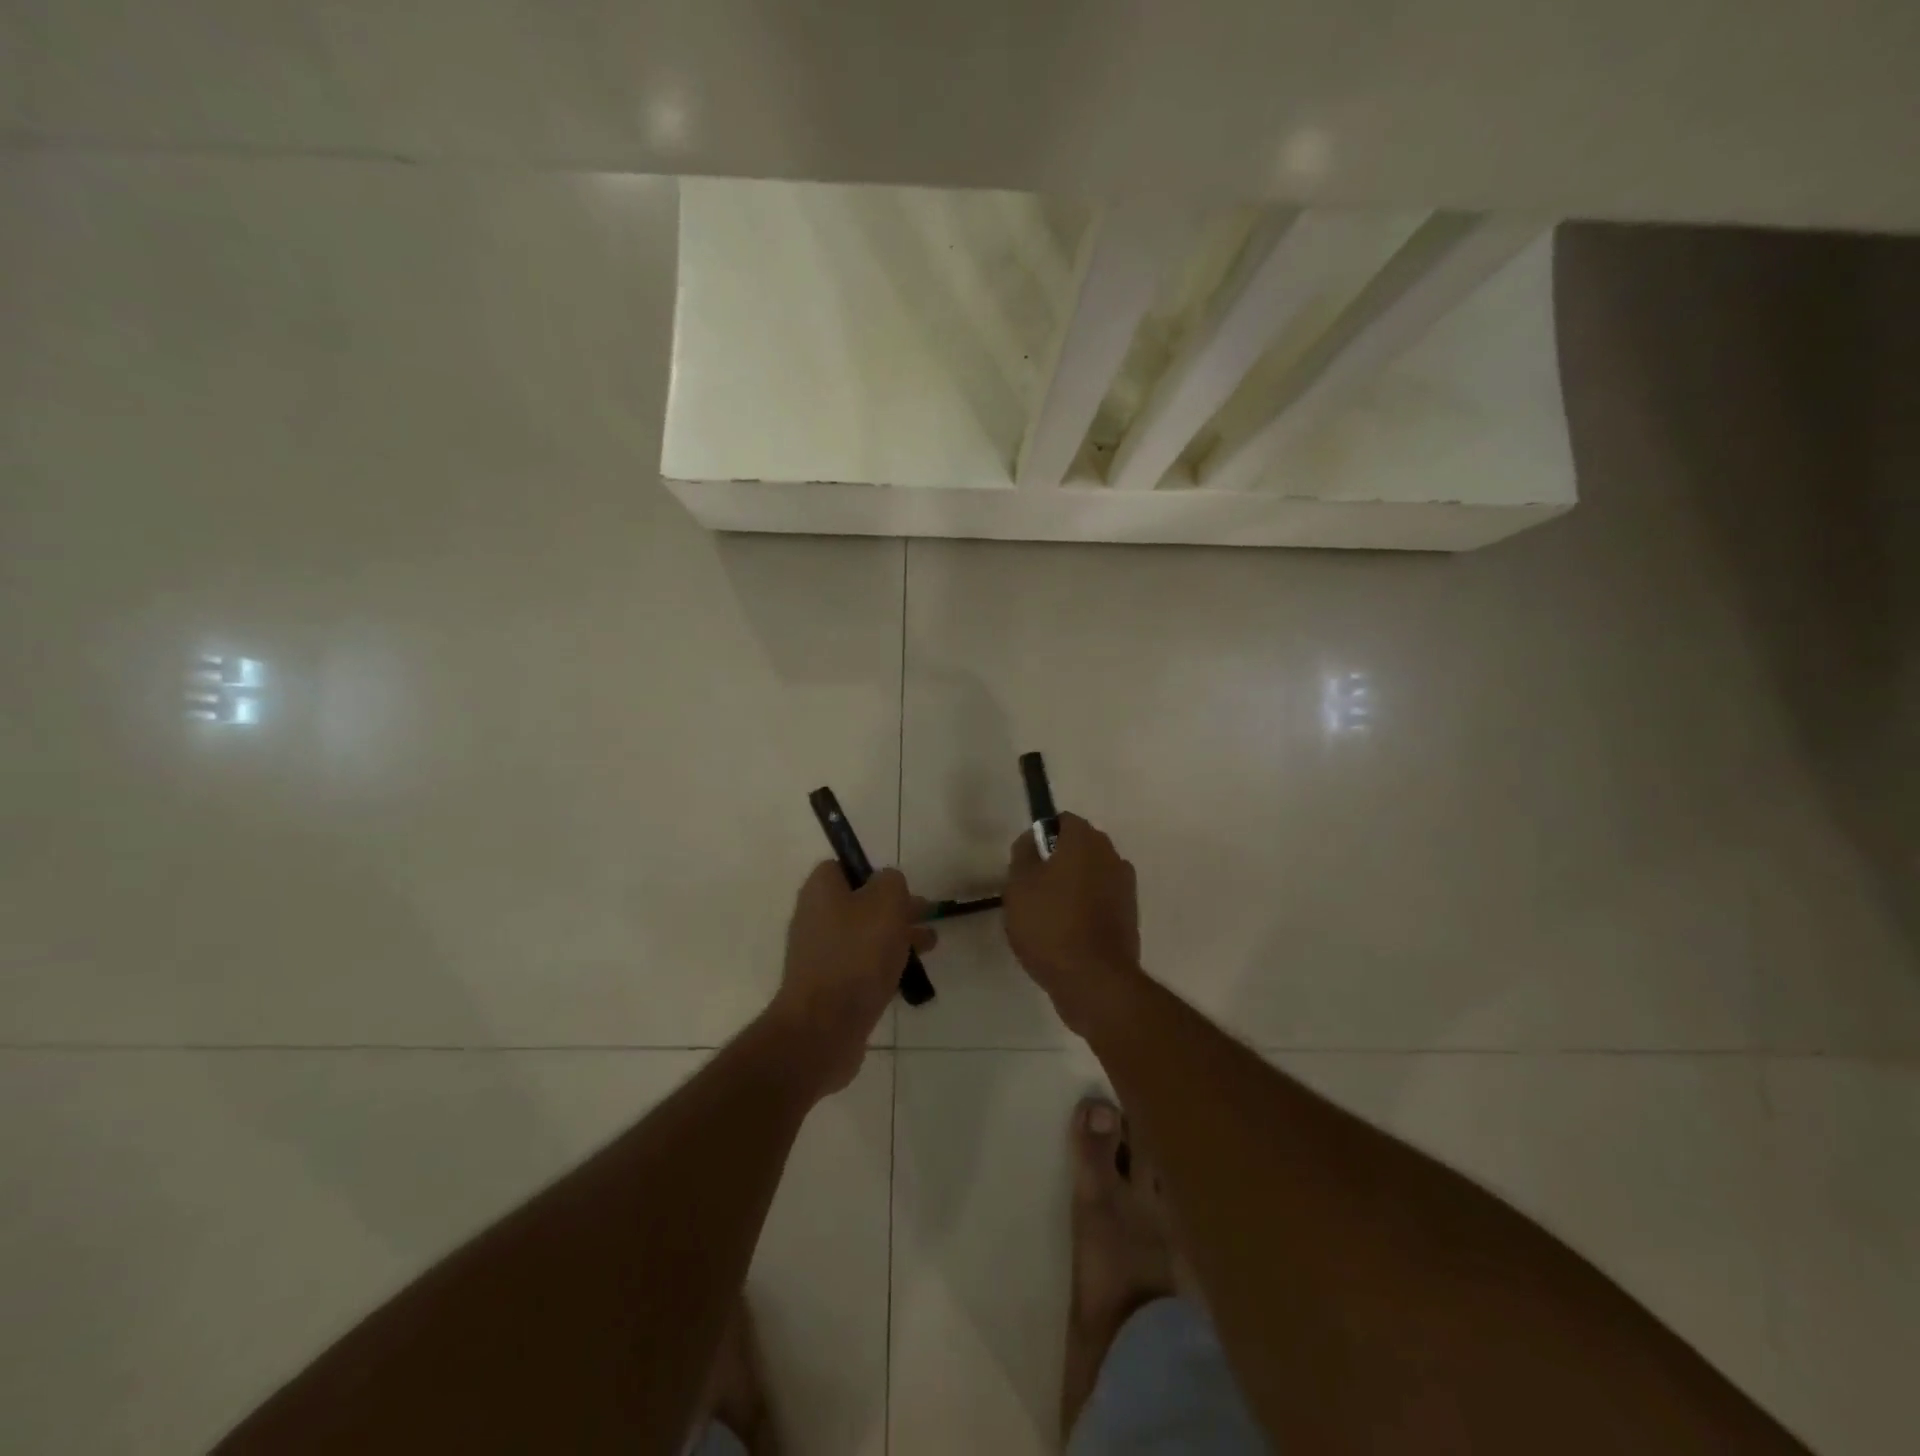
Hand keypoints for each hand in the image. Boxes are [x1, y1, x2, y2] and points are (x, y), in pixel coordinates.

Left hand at [768, 861, 934, 1094]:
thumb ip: (892, 882)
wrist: (824, 1027)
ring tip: (930, 944)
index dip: (873, 872)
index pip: (844, 866)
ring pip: (864, 935)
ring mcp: (820, 954)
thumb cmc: (856, 954)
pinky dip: (885, 965)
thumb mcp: (886, 902)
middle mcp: (815, 917)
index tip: (900, 888)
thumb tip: (889, 885)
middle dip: (895, 907)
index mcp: (821, 890)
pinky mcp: (829, 987)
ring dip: (896, 936)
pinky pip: (861, 966)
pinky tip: (909, 974)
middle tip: (926, 914)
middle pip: (859, 902)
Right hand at [1003, 813, 1140, 1034]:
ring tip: (1048, 915)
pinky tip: (1067, 933)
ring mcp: (1125, 887)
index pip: (1063, 821)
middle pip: (1079, 847)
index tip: (1025, 863)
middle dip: (1057, 861)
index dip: (1041, 837)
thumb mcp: (1018, 886)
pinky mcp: (1130, 915)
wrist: (1094, 980)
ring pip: (1091, 874)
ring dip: (1072, 886)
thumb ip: (1023, 854)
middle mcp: (1111, 856)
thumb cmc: (1050, 925)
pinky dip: (1086, 908)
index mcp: (1085, 841)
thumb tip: (1031, 841)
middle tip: (1032, 889)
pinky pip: (1101, 900)